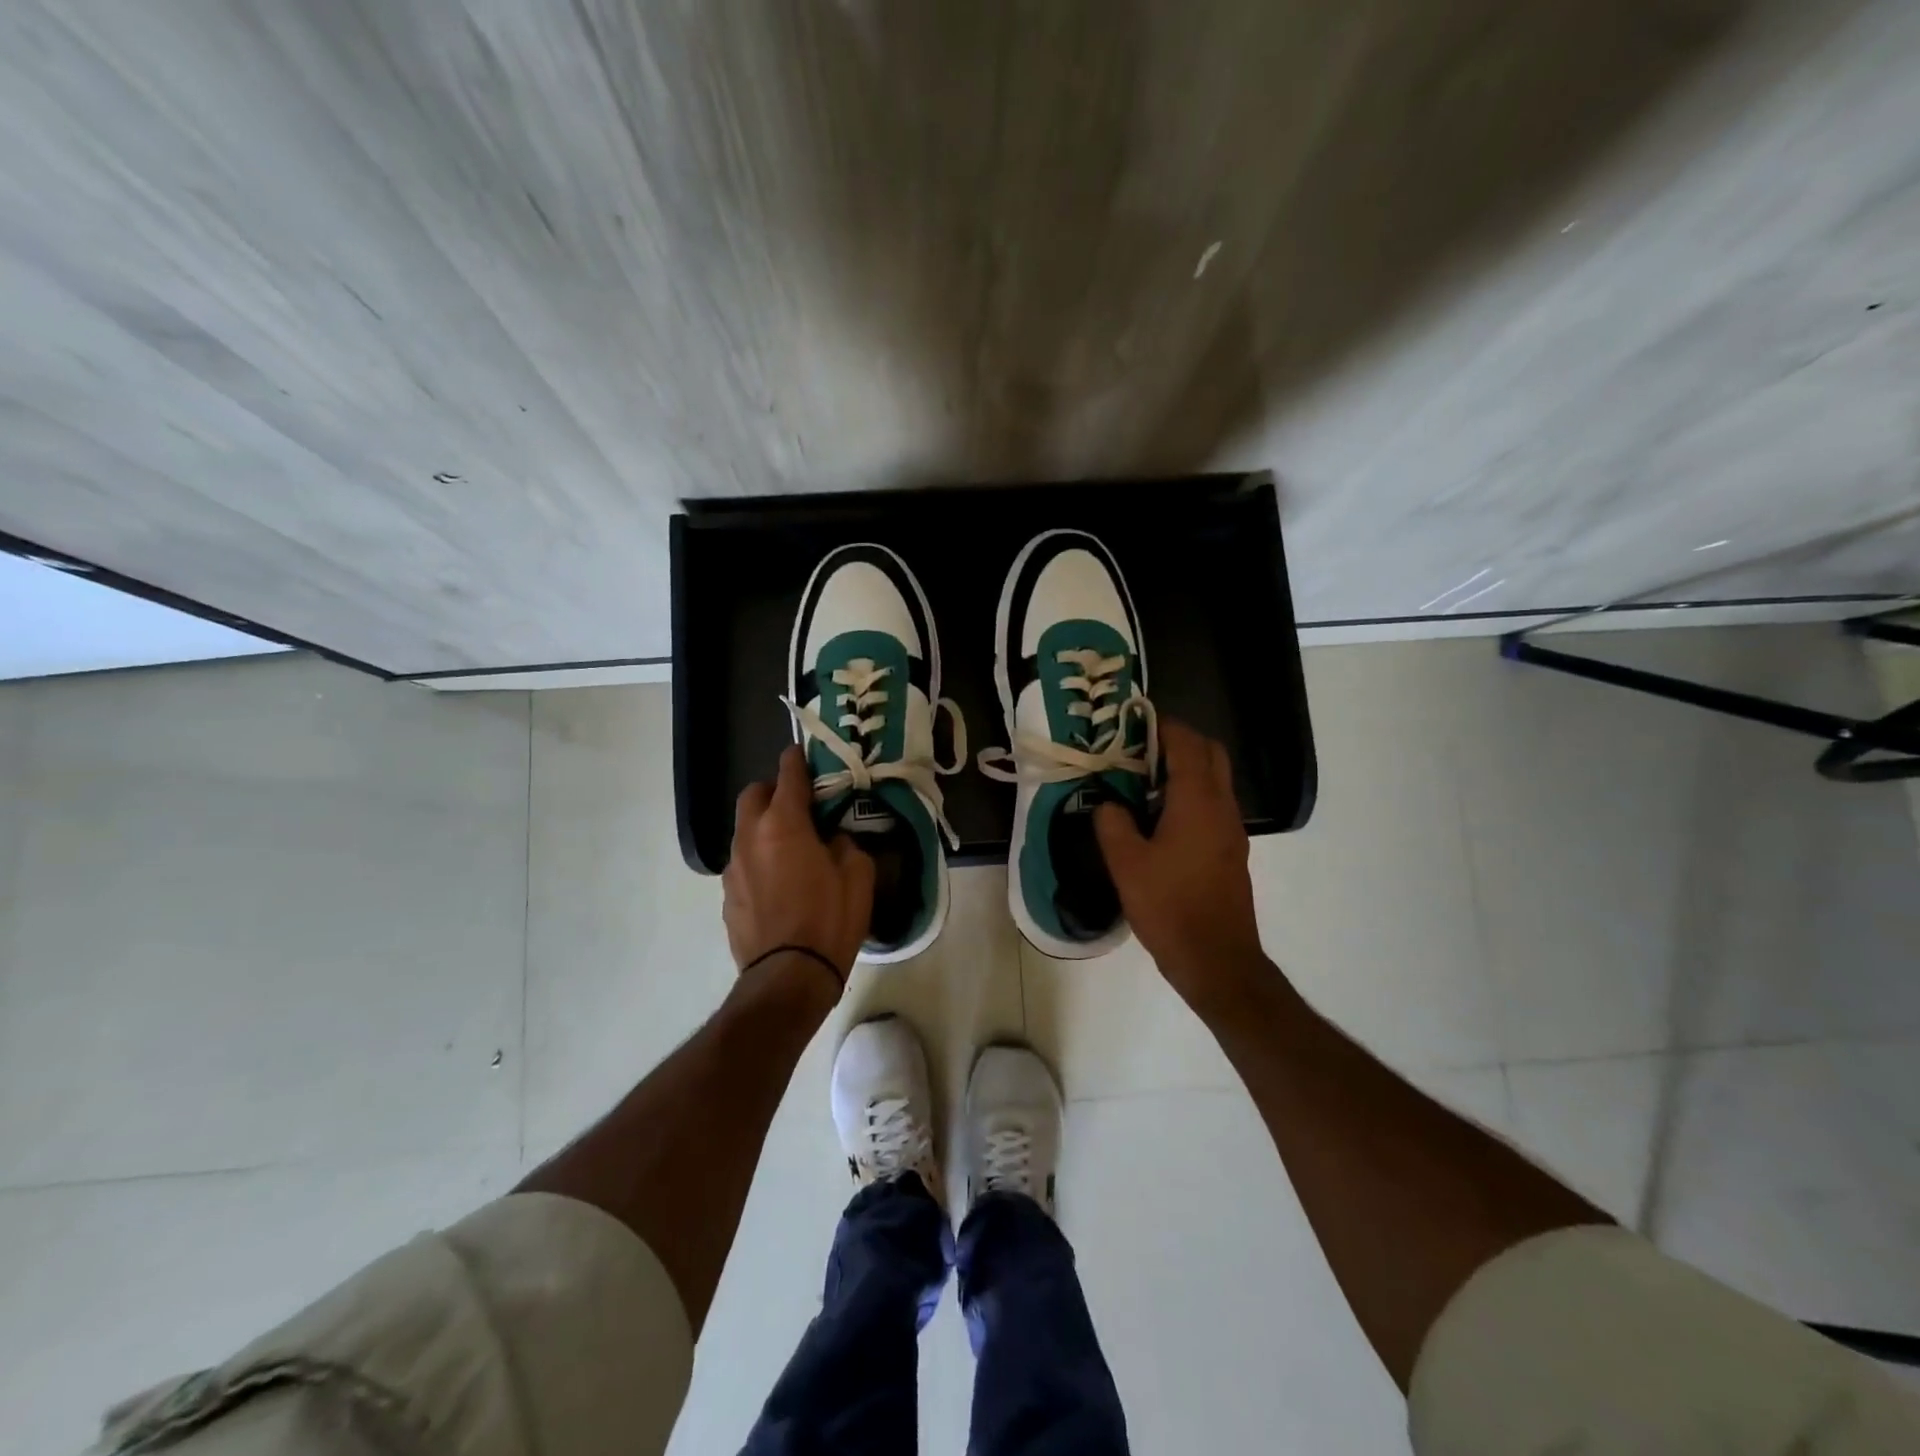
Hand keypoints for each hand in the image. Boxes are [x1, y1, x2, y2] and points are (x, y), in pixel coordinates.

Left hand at [723, 747, 874, 984]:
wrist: (788, 977)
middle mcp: (750, 838)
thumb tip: (833, 840)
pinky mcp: (727, 896)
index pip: (787, 776)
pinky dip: (758, 860)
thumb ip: (845, 845)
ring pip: (744, 830)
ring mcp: (733, 868)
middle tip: (797, 802)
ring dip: (764, 827)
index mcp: (783, 825)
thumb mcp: (858, 876)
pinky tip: (778, 883)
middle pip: (752, 796)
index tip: (801, 753)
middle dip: (772, 790)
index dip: (795, 761)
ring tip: (790, 847)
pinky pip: (743, 864)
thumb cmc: (830, 920)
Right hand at [1094, 721, 1264, 1008]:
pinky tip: (1160, 818)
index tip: (1133, 721)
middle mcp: (1222, 806)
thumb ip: (1112, 823)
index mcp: (1197, 801)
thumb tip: (1108, 803)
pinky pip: (1214, 805)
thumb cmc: (1169, 906)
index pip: (1186, 743)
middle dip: (1179, 741)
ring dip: (1186, 768)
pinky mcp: (1231, 850)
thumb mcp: (1126, 863)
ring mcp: (1232, 829)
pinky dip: (1191, 794)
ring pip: (1215, 779)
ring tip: (1143, 780)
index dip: (1162, 725)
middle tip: (1140, 749)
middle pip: (1210, 753)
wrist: (1216, 959)